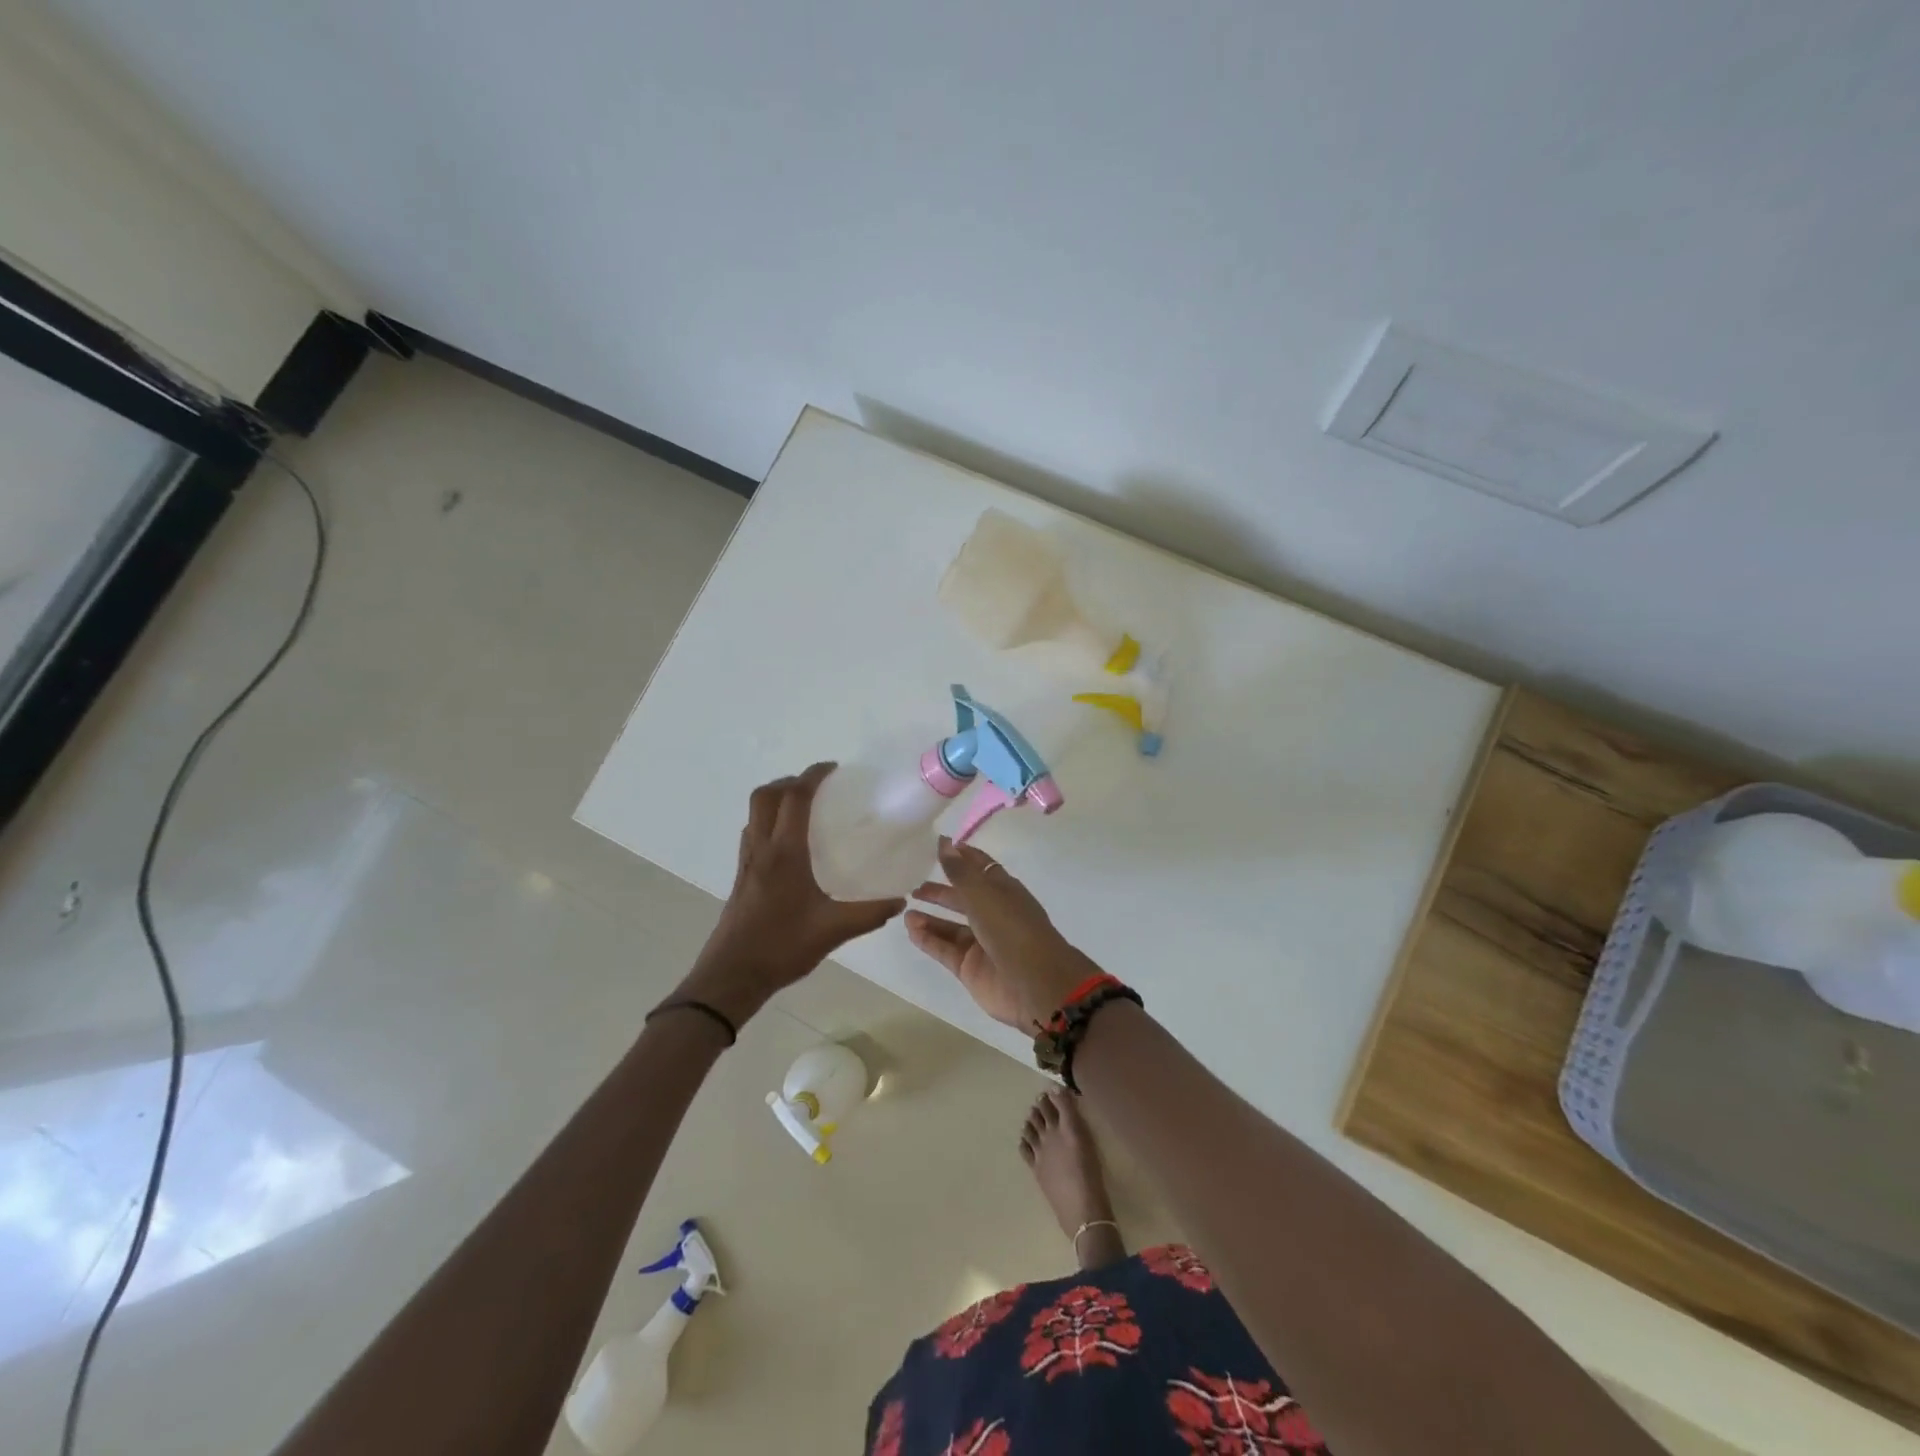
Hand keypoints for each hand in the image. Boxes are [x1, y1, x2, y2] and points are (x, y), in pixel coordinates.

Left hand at [679, 764, 904, 1025]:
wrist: (732, 976)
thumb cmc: (781, 947)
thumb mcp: (833, 930)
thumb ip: (869, 913)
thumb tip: (900, 900)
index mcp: (784, 853)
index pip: (794, 798)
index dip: (812, 776)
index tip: (833, 769)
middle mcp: (761, 849)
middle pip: (766, 796)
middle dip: (790, 781)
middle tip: (818, 787)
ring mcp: (746, 862)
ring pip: (754, 813)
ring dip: (776, 799)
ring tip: (804, 809)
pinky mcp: (741, 877)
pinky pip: (752, 833)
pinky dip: (769, 822)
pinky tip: (789, 845)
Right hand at [906, 837, 1101, 1030]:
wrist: (1034, 984)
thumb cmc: (1011, 928)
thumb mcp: (983, 894)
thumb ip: (959, 870)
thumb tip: (944, 841)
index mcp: (1004, 891)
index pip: (981, 868)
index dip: (962, 857)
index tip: (938, 847)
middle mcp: (993, 914)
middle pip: (963, 898)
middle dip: (940, 891)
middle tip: (914, 886)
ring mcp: (982, 943)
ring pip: (951, 926)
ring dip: (930, 917)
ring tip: (906, 910)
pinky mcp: (970, 967)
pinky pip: (945, 949)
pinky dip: (928, 939)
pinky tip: (910, 929)